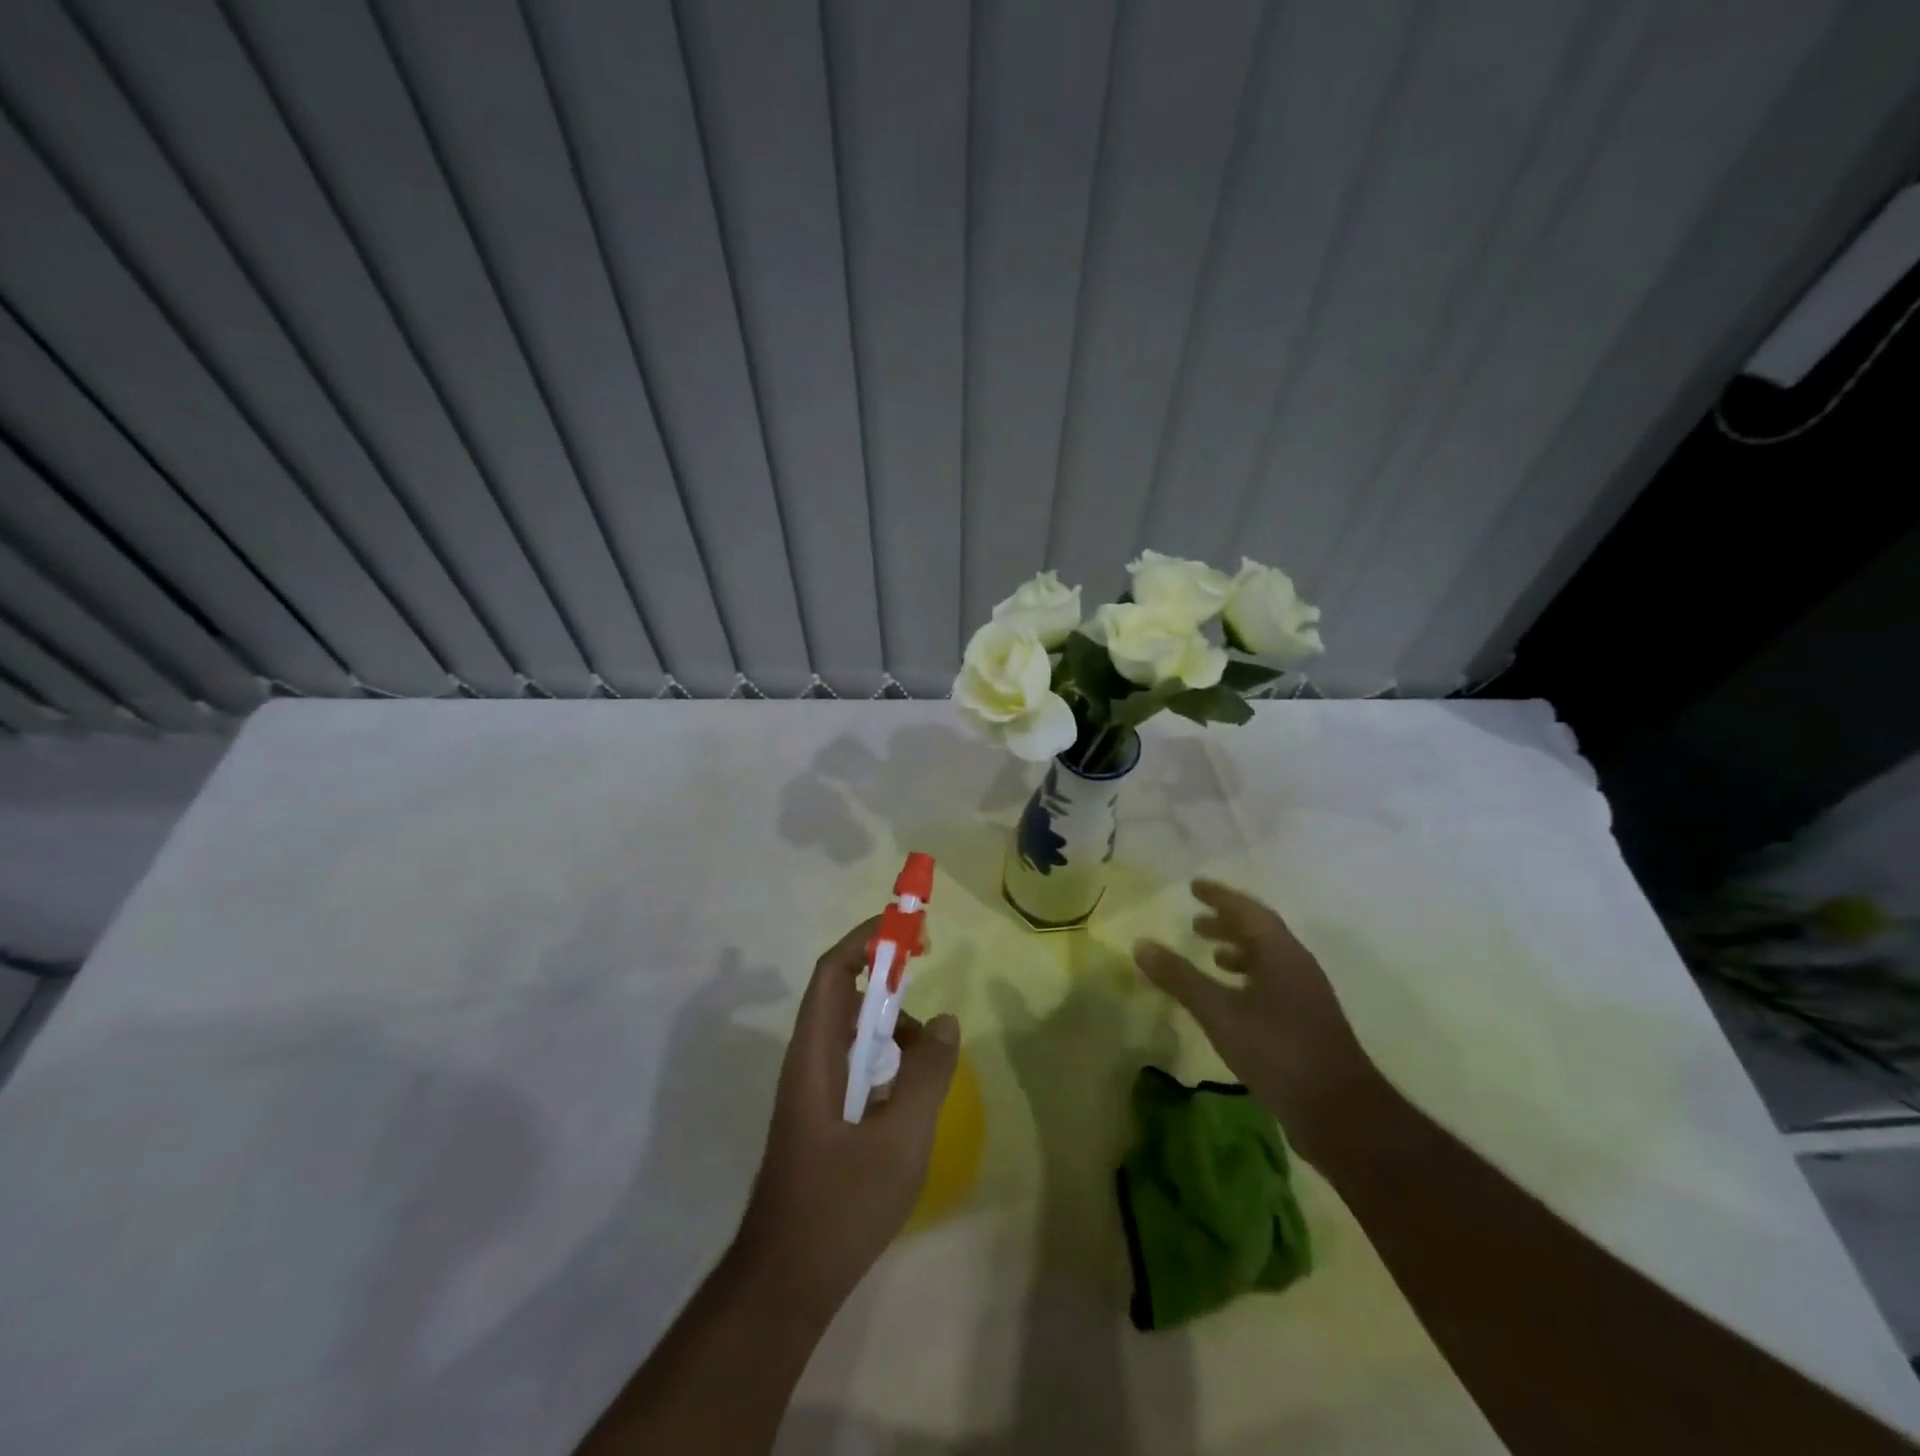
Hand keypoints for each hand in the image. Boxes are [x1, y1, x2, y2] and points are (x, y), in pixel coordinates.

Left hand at [736, 917, 959, 1316]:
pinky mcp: (821, 1118)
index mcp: (815, 1055)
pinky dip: (887, 1065)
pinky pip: (856, 1069)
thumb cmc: (839, 1205)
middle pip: (845, 998)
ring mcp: (812, 1092)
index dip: (866, 940)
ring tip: (928, 1066)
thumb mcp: (900, 1138)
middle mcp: (808, 1062)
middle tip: (929, 998)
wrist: (785, 1283)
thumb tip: (945, 1021)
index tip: (908, 931)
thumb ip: (927, 1075)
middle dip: (888, 986)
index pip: (833, 972)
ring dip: (892, 1033)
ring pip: (854, 1036)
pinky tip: (912, 1101)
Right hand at [1134, 880, 1376, 1162]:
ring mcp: (1306, 996)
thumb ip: (1180, 977)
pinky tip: (1231, 1000)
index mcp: (1281, 953)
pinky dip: (1247, 979)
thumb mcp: (1219, 1012)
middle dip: (1227, 923)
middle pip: (1260, 932)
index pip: (1248, 910)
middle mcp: (1297, 966)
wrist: (1339, 1112)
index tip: (1194, 886)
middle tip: (1195, 922)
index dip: (1220, 896)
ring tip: (1210, 956)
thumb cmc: (1277, 1050)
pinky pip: (1272, 984)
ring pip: (1268, 960)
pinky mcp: (1307, 1023)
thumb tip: (1141, 944)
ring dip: (1238, 951)